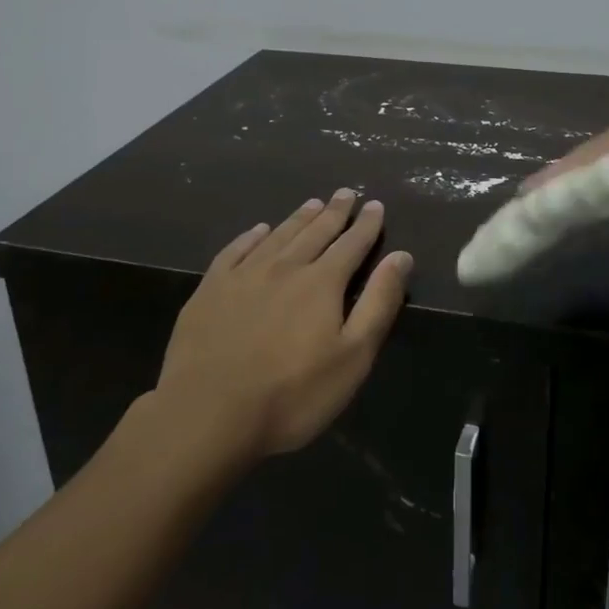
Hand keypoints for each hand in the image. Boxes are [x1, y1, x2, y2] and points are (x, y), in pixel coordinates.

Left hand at [156, 190, 412, 458]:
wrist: (207, 415)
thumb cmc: (292, 394)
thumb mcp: (353, 356)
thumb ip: (378, 303)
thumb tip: (401, 256)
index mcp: (322, 283)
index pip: (352, 244)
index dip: (366, 224)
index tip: (375, 204)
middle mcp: (285, 267)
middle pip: (315, 232)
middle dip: (334, 212)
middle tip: (346, 192)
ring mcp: (243, 276)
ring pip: (278, 236)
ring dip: (298, 218)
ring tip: (312, 203)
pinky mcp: (210, 290)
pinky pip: (235, 251)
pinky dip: (251, 236)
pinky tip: (258, 230)